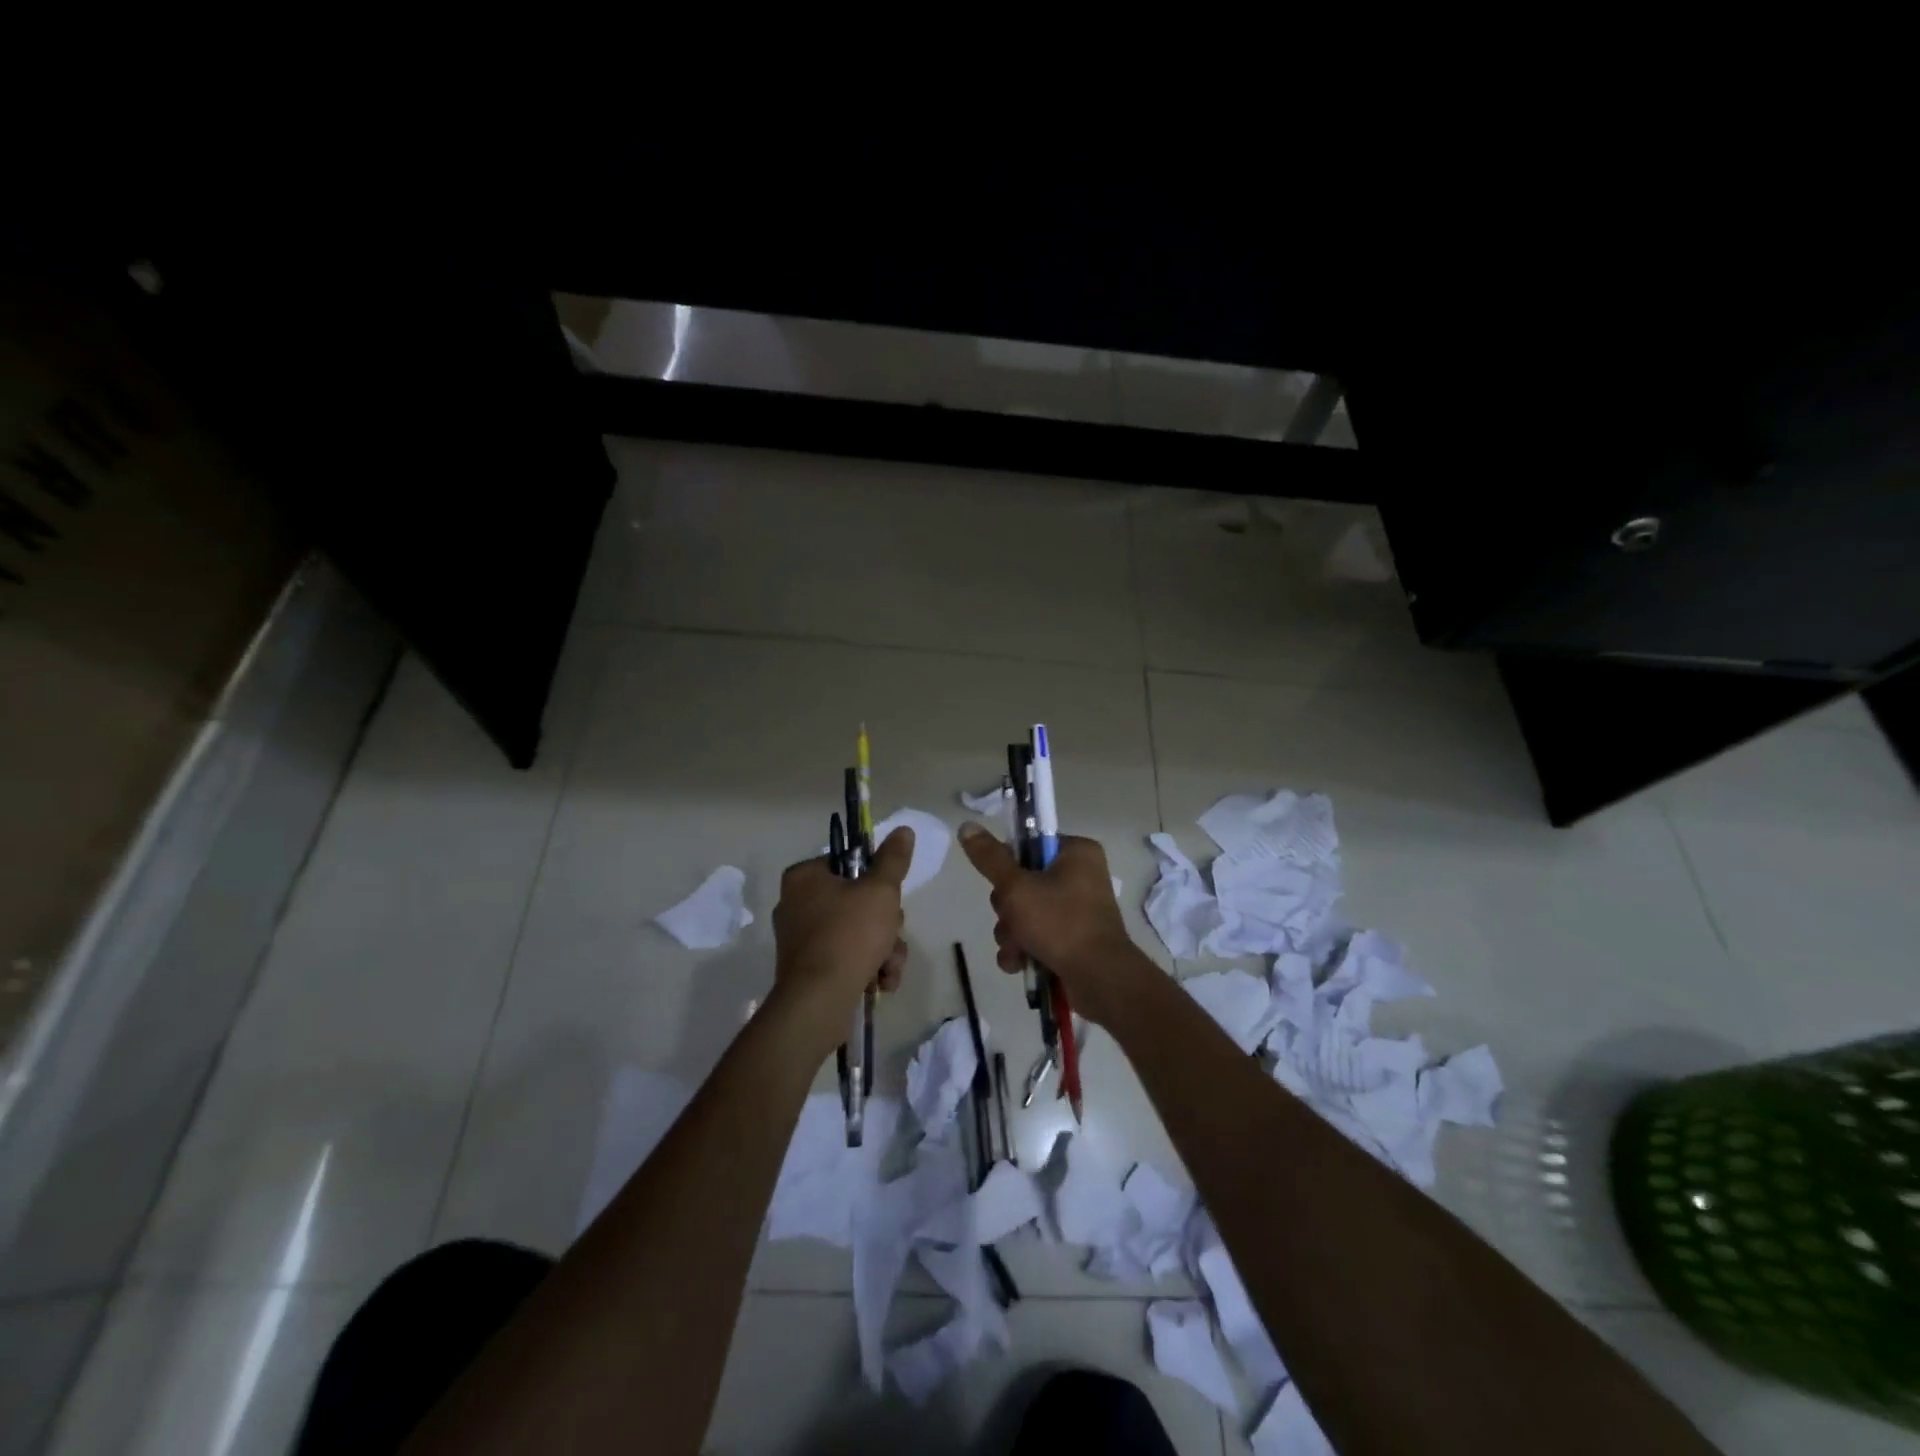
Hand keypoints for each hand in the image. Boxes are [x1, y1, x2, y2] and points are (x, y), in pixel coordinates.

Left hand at [771, 826, 912, 1056]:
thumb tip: (903, 830)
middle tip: (892, 933)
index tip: (889, 895)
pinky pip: (845, 957)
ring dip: (883, 948)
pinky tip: (881, 982)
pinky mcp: (806, 969)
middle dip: (885, 923)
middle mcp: (795, 904)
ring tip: (889, 967)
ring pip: (856, 932)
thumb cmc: (850, 934)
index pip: (847, 862)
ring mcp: (800, 940)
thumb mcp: (880, 890)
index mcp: (804, 877)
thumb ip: (893, 860)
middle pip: (856, 900)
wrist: (819, 1001)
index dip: (875, 877)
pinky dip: (867, 967)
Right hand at [956, 823, 1151, 1026]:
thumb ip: (990, 858)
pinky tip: (1019, 964)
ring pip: (1025, 912)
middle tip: (1012, 921)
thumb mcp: (1017, 887)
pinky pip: (1037, 935)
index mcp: (1076, 853)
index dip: (1008, 866)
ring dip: (1012, 933)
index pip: (1029, 845)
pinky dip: (1024, 949)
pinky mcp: (1073, 939)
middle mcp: (1080, 876)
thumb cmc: (1060, 923)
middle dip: (1007, 910)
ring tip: (1016, 951)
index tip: (1002, 885)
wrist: (1100, 979)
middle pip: (1022, 882)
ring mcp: (1078, 910)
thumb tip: (966, 825)